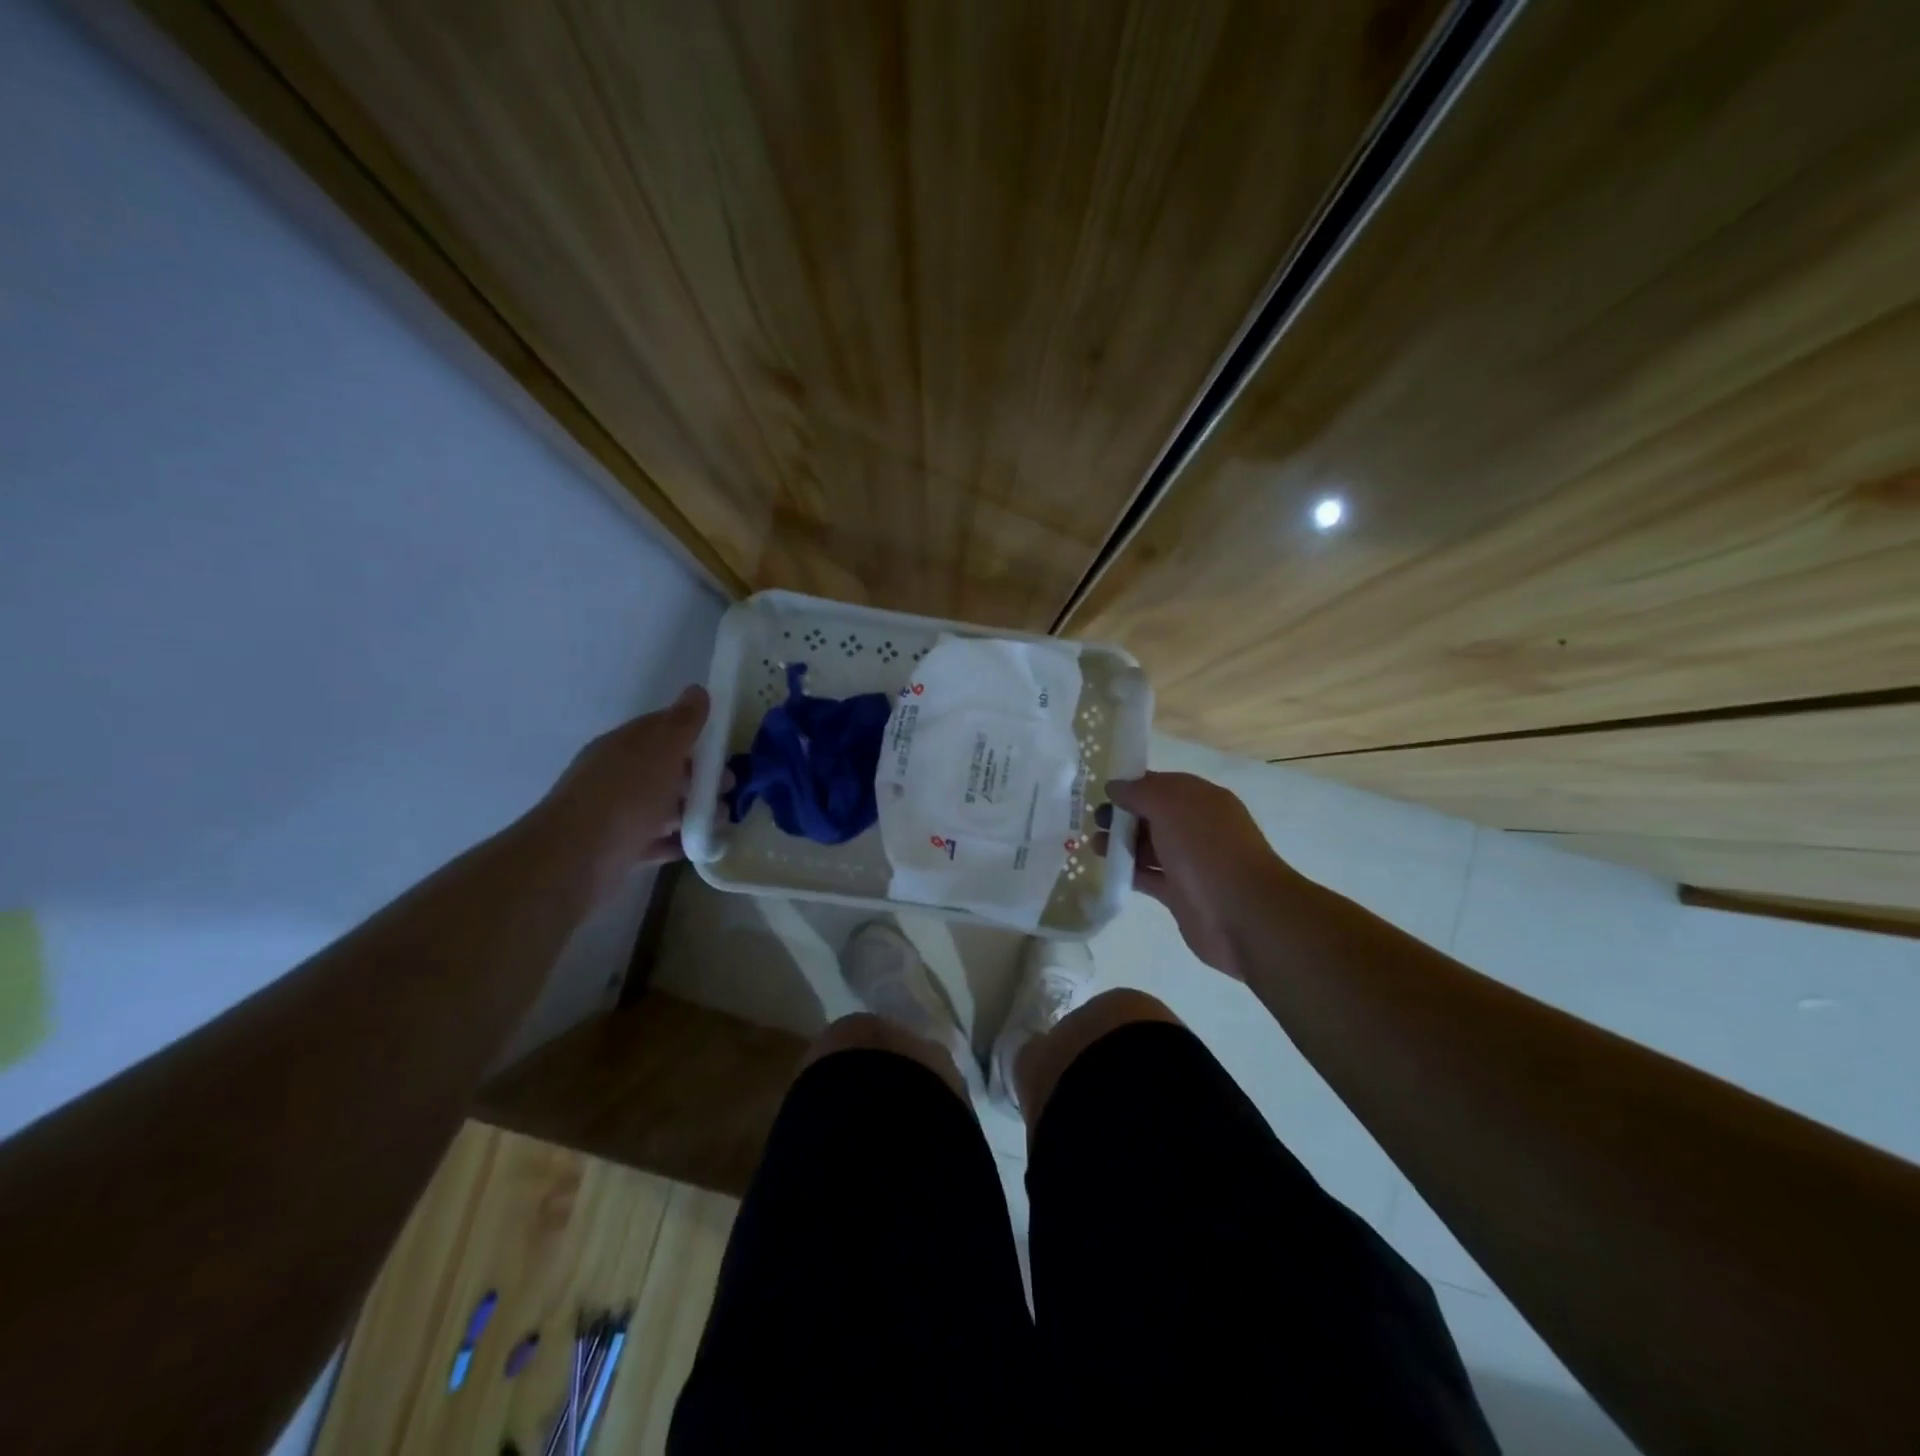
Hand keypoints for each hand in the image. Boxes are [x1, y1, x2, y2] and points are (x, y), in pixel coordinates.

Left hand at [534, 684, 709, 899]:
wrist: (577, 859)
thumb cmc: (626, 796)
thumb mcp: (661, 749)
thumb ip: (683, 722)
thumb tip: (697, 690)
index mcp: (623, 745)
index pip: (661, 729)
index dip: (694, 734)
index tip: (725, 748)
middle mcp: (616, 775)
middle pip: (665, 769)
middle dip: (699, 776)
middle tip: (729, 788)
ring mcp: (615, 813)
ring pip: (662, 805)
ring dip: (693, 810)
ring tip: (721, 822)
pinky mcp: (617, 848)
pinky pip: (655, 839)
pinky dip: (678, 840)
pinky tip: (699, 845)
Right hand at [1097, 771, 1297, 977]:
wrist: (1241, 913)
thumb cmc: (1206, 848)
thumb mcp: (1170, 804)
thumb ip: (1139, 791)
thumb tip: (1114, 786)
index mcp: (1202, 800)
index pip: (1162, 785)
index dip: (1132, 786)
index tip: (1101, 792)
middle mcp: (1197, 827)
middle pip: (1153, 816)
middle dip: (1122, 816)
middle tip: (1094, 821)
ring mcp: (1189, 862)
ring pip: (1148, 846)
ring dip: (1120, 844)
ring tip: (1093, 846)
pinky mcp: (1180, 893)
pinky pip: (1148, 876)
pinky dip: (1128, 872)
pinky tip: (1106, 870)